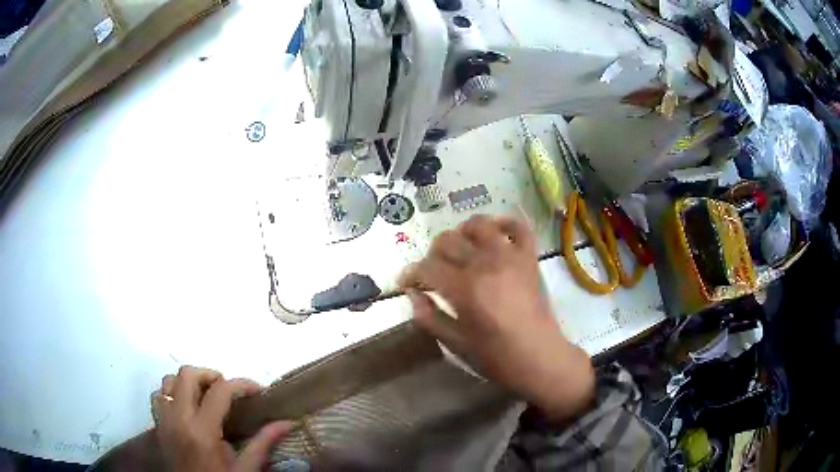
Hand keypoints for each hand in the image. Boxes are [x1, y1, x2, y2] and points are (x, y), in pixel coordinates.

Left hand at [152, 366, 292, 471]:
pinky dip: (171, 393)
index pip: (220, 391)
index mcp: (202, 431)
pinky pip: (158, 396)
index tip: (257, 390)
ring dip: (188, 383)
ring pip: (169, 381)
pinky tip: (186, 407)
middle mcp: (178, 419)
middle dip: (211, 375)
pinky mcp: (158, 425)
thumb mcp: (246, 469)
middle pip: (188, 375)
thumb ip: (263, 443)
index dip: (241, 384)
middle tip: (228, 390)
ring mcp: (164, 420)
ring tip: (205, 396)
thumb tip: (288, 422)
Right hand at [400, 215, 594, 420]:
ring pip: (478, 224)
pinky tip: (494, 233)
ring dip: (462, 233)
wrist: (540, 358)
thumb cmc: (496, 357)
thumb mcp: (456, 345)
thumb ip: (429, 317)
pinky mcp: (529, 257)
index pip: (427, 267)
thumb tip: (412, 294)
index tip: (406, 283)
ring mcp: (510, 256)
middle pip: (447, 240)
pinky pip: (519, 226)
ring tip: (461, 250)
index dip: (410, 274)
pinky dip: (505, 223)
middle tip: (433, 272)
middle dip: (432, 255)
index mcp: (465, 289)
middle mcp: (485, 264)